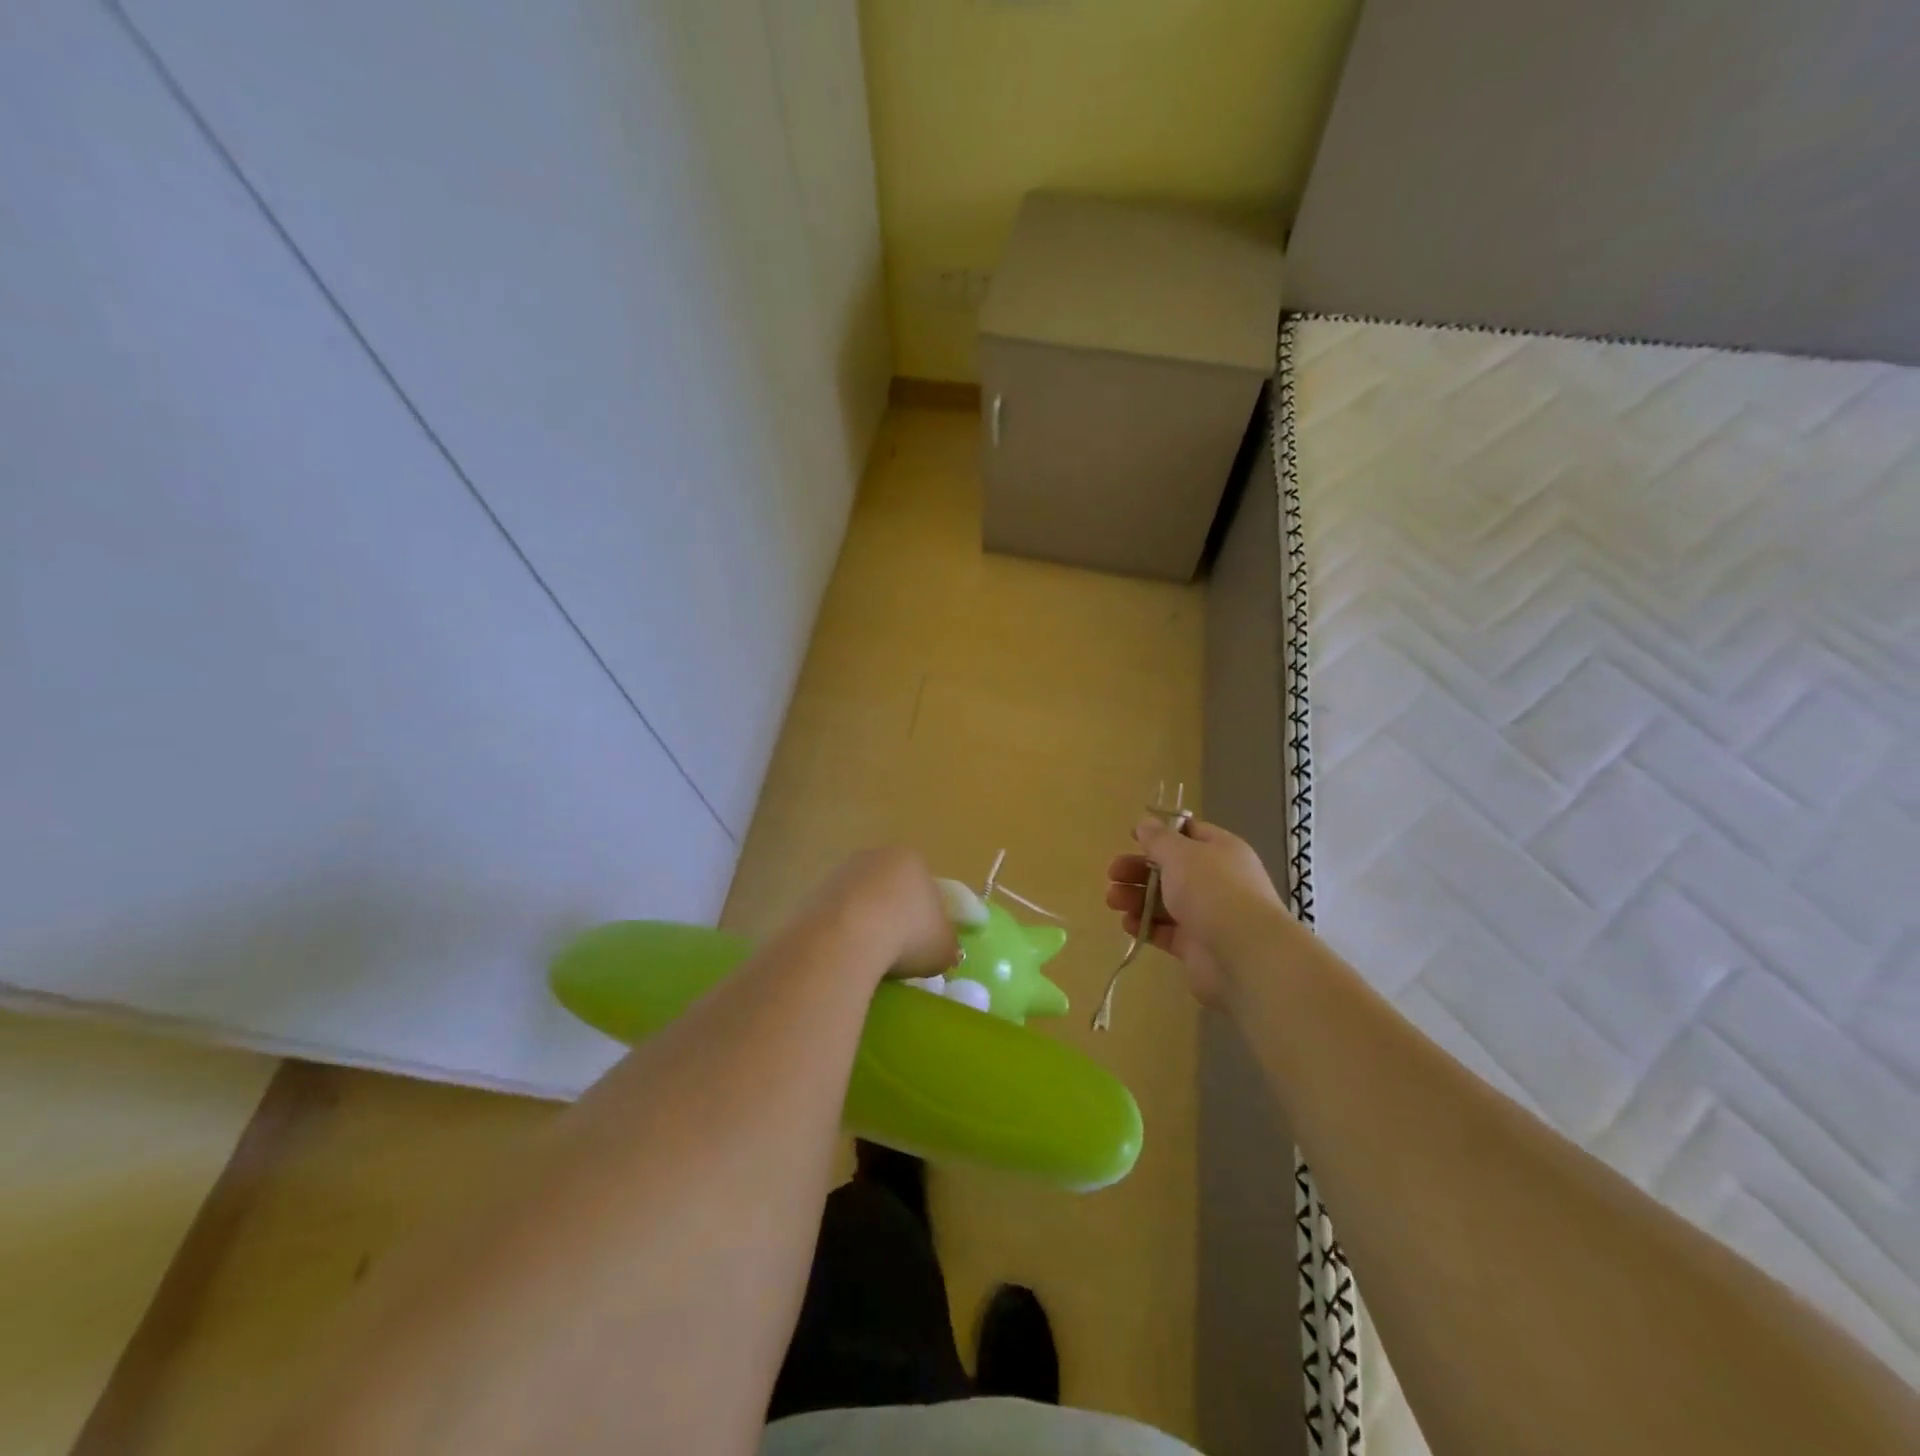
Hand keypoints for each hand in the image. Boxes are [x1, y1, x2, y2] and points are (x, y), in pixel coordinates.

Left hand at [811, 847, 958, 981]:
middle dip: (894, 916)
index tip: (924, 944)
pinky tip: (845, 957)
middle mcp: (875, 857)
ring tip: (869, 960)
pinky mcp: (812, 893)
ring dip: (865, 925)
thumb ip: (947, 945)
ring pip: (860, 902)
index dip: (927, 917)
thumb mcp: (944, 948)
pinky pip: (835, 917)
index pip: (925, 886)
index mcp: (912, 859)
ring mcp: (840, 873)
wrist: (847, 938)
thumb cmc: (908, 935)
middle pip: (890, 889)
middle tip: (898, 953)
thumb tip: (943, 951)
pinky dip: (841, 935)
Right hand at [1105, 818, 1287, 1007]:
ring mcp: (1207, 915)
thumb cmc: (1212, 891)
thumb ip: (1158, 839)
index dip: (1160, 833)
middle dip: (1138, 869)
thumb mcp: (1180, 854)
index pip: (1189, 834)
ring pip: (1165, 901)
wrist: (1244, 954)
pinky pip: (1165, 931)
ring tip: (1113, 901)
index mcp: (1220, 851)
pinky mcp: (1196, 946)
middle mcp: (1216, 880)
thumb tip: (1145, 822)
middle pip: (1170, 869)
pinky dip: (1145, 926)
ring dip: (1136, 898)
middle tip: (1112, 873)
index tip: (1131, 836)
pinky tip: (1128, 924)